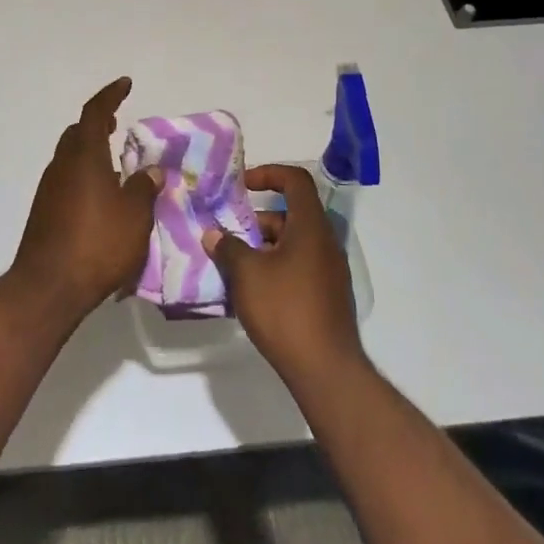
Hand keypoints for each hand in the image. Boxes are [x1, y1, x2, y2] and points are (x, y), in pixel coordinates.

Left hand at [10, 77, 159, 321]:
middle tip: (116, 123)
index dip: (110, 95)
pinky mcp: (44, 212)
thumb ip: (144, 188)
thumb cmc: (97, 244)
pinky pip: (66, 180)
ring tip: (114, 162)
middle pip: (77, 133)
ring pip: (70, 157)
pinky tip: (100, 196)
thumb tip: (151, 171)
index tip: (125, 84)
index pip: (94, 113)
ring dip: (90, 152)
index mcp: (84, 157)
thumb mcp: (134, 216)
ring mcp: (49, 190)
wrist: (48, 287)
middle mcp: (62, 166)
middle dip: (97, 123)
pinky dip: (83, 175)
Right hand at [202, 164, 364, 388]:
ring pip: (293, 243)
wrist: (325, 369)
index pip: (296, 181)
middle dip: (257, 220)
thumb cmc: (285, 310)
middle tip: (228, 236)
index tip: (242, 185)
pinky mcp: (328, 295)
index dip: (269, 174)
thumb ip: (228, 248)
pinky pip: (299, 266)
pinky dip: (275, 267)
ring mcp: (330, 271)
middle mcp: (325, 242)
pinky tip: (253, 291)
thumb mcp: (247, 275)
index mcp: (310, 227)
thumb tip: (213, 235)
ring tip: (234, 265)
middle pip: (291, 215)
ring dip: (263, 246)